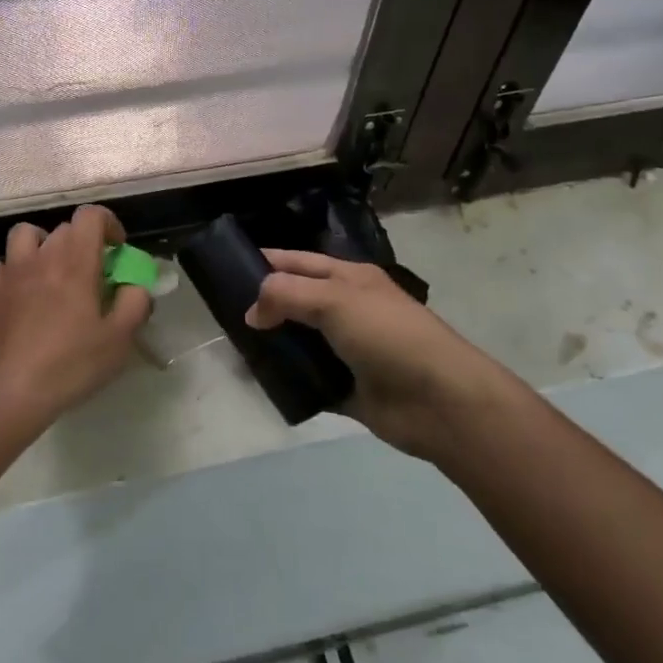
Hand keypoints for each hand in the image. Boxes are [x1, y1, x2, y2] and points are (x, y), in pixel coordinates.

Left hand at [0, 205, 151, 434]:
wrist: (3, 392)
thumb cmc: (68, 365)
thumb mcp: (118, 341)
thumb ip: (135, 304)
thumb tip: (134, 286)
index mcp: (75, 261)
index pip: (90, 215)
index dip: (107, 224)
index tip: (117, 249)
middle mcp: (40, 256)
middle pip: (62, 228)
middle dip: (81, 242)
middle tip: (90, 273)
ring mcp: (8, 272)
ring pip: (25, 236)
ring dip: (42, 245)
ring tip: (50, 273)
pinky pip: (0, 266)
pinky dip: (12, 272)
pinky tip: (18, 297)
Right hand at [244, 249, 520, 460]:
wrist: (440, 401)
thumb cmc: (388, 334)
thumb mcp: (334, 299)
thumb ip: (286, 295)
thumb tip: (252, 312)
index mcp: (348, 278)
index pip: (298, 262)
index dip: (265, 262)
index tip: (226, 269)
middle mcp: (346, 309)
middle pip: (295, 301)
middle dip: (263, 305)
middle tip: (222, 315)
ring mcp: (346, 350)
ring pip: (298, 342)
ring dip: (272, 345)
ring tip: (234, 349)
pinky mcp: (345, 388)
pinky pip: (307, 381)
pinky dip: (287, 381)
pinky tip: (260, 382)